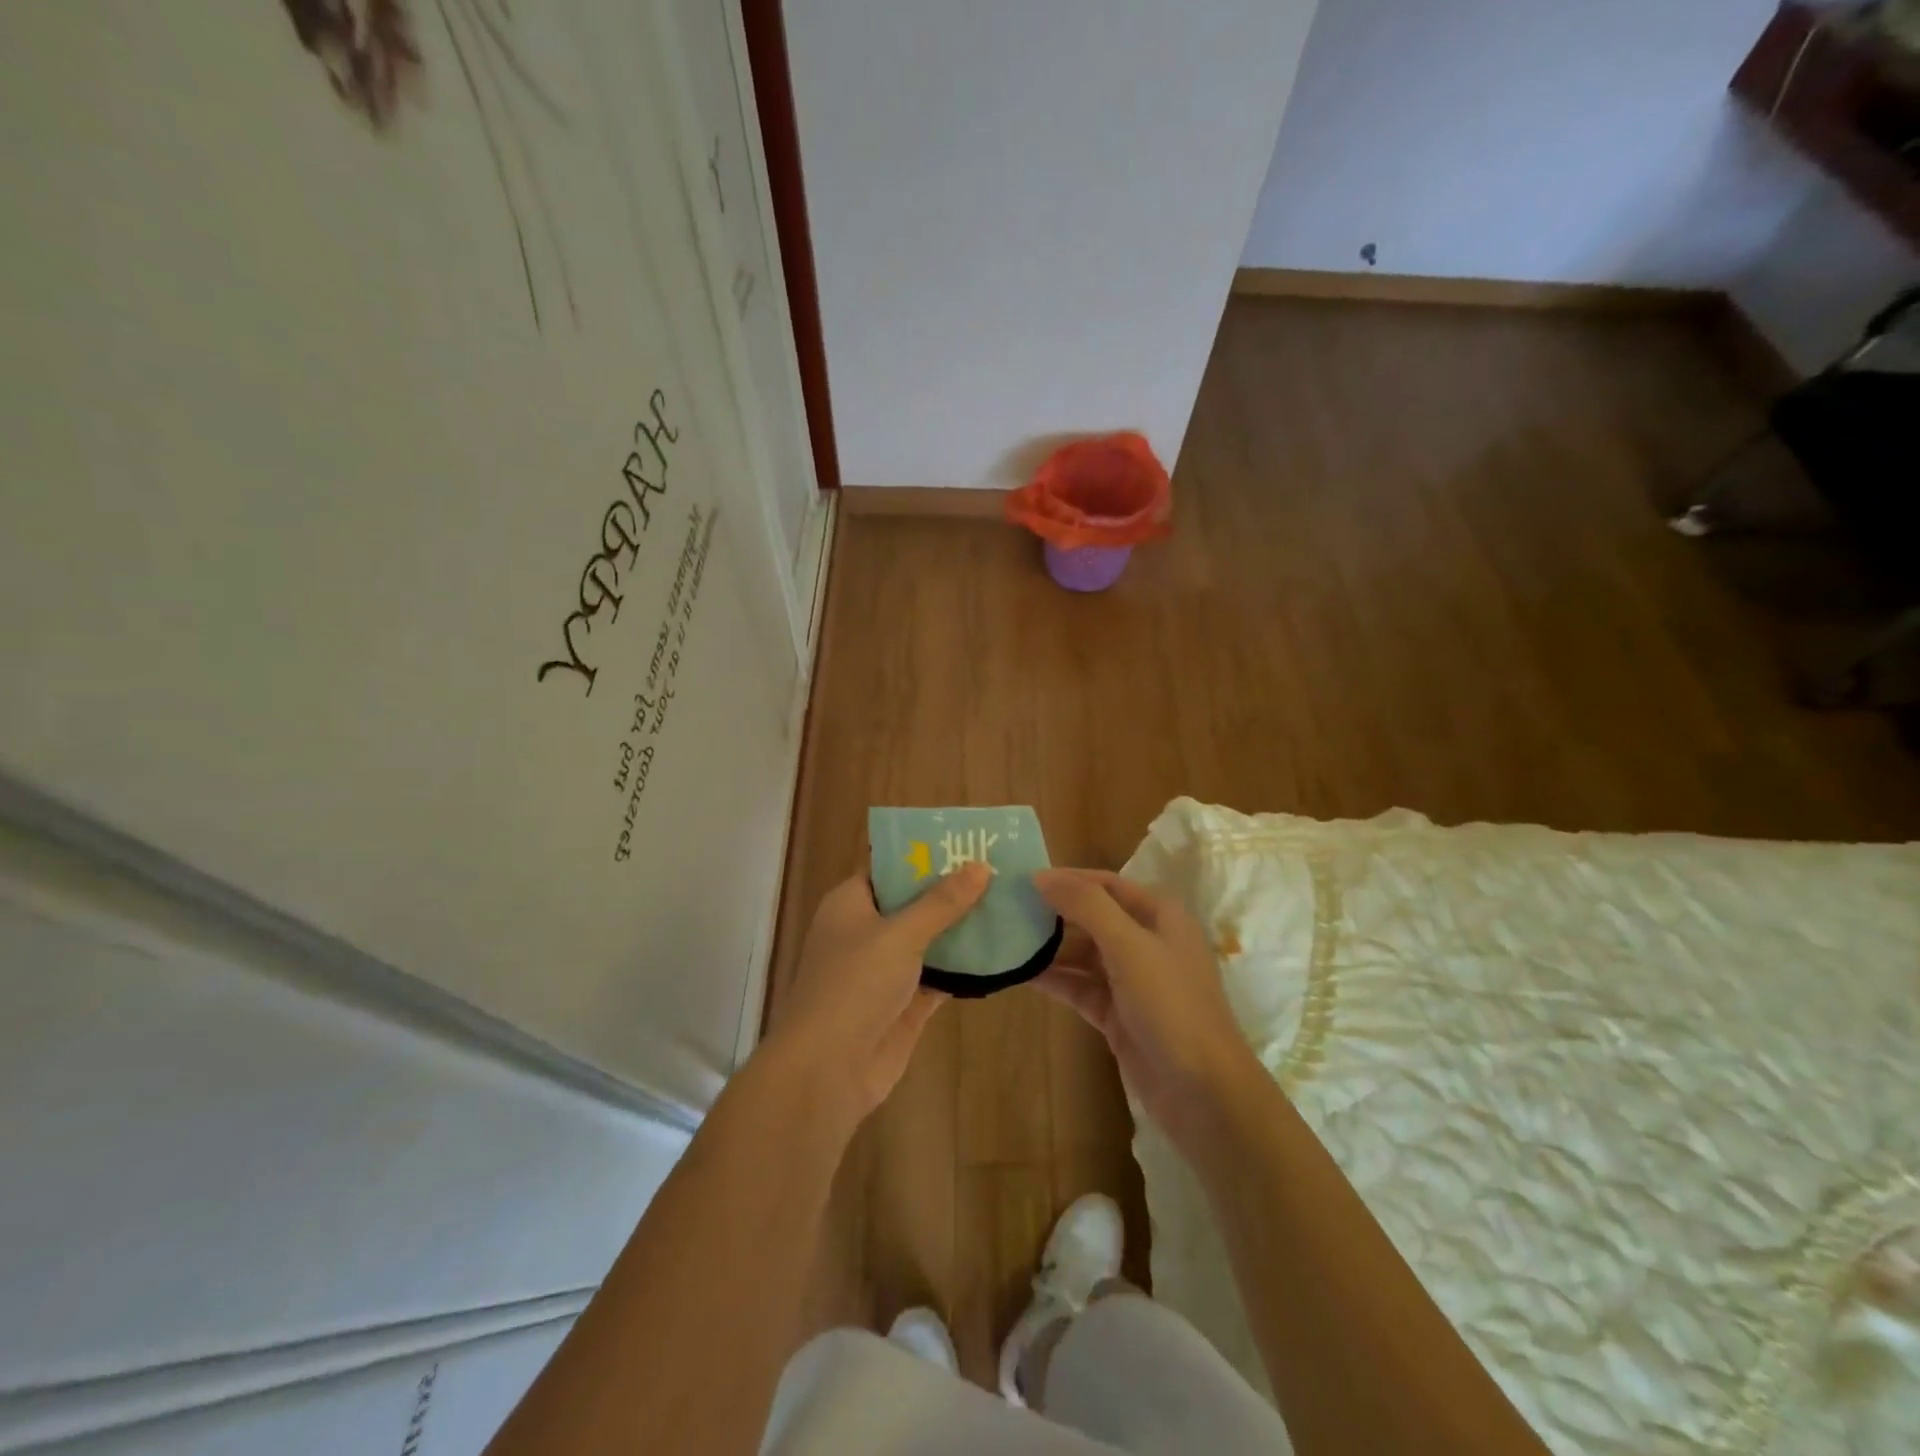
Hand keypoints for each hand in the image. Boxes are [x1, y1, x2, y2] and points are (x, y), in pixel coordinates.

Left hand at [769, 863, 990, 1124]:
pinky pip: (941, 974)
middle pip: (914, 902)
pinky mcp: (906, 1002)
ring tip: (1009, 902)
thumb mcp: (900, 934)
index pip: (889, 867)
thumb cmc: (854, 985)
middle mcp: (868, 931)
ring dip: (963, 927)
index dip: (924, 854)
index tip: (966, 842)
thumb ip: (941, 902)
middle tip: (1000, 869)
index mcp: (852, 903)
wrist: (828, 1070)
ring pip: (930, 939)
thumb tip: (980, 866)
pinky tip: (1002, 951)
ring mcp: (886, 969)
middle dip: (952, 890)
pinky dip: (965, 965)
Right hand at [1034, 869, 1259, 1144]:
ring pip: (1084, 954)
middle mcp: (1147, 942)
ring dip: (1050, 948)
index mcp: (1160, 916)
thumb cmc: (1171, 1005)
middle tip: (1007, 910)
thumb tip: (1042, 875)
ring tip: (1005, 940)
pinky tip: (1021, 974)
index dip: (1068, 879)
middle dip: (1054, 913)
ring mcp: (1133, 981)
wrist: (1203, 1092)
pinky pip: (1081, 987)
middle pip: (1093, 917)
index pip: (1107, 884)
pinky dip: (1055, 980)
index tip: (1024, 879)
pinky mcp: (1119, 1014)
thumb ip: (1086, 905)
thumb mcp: (1129, 945)